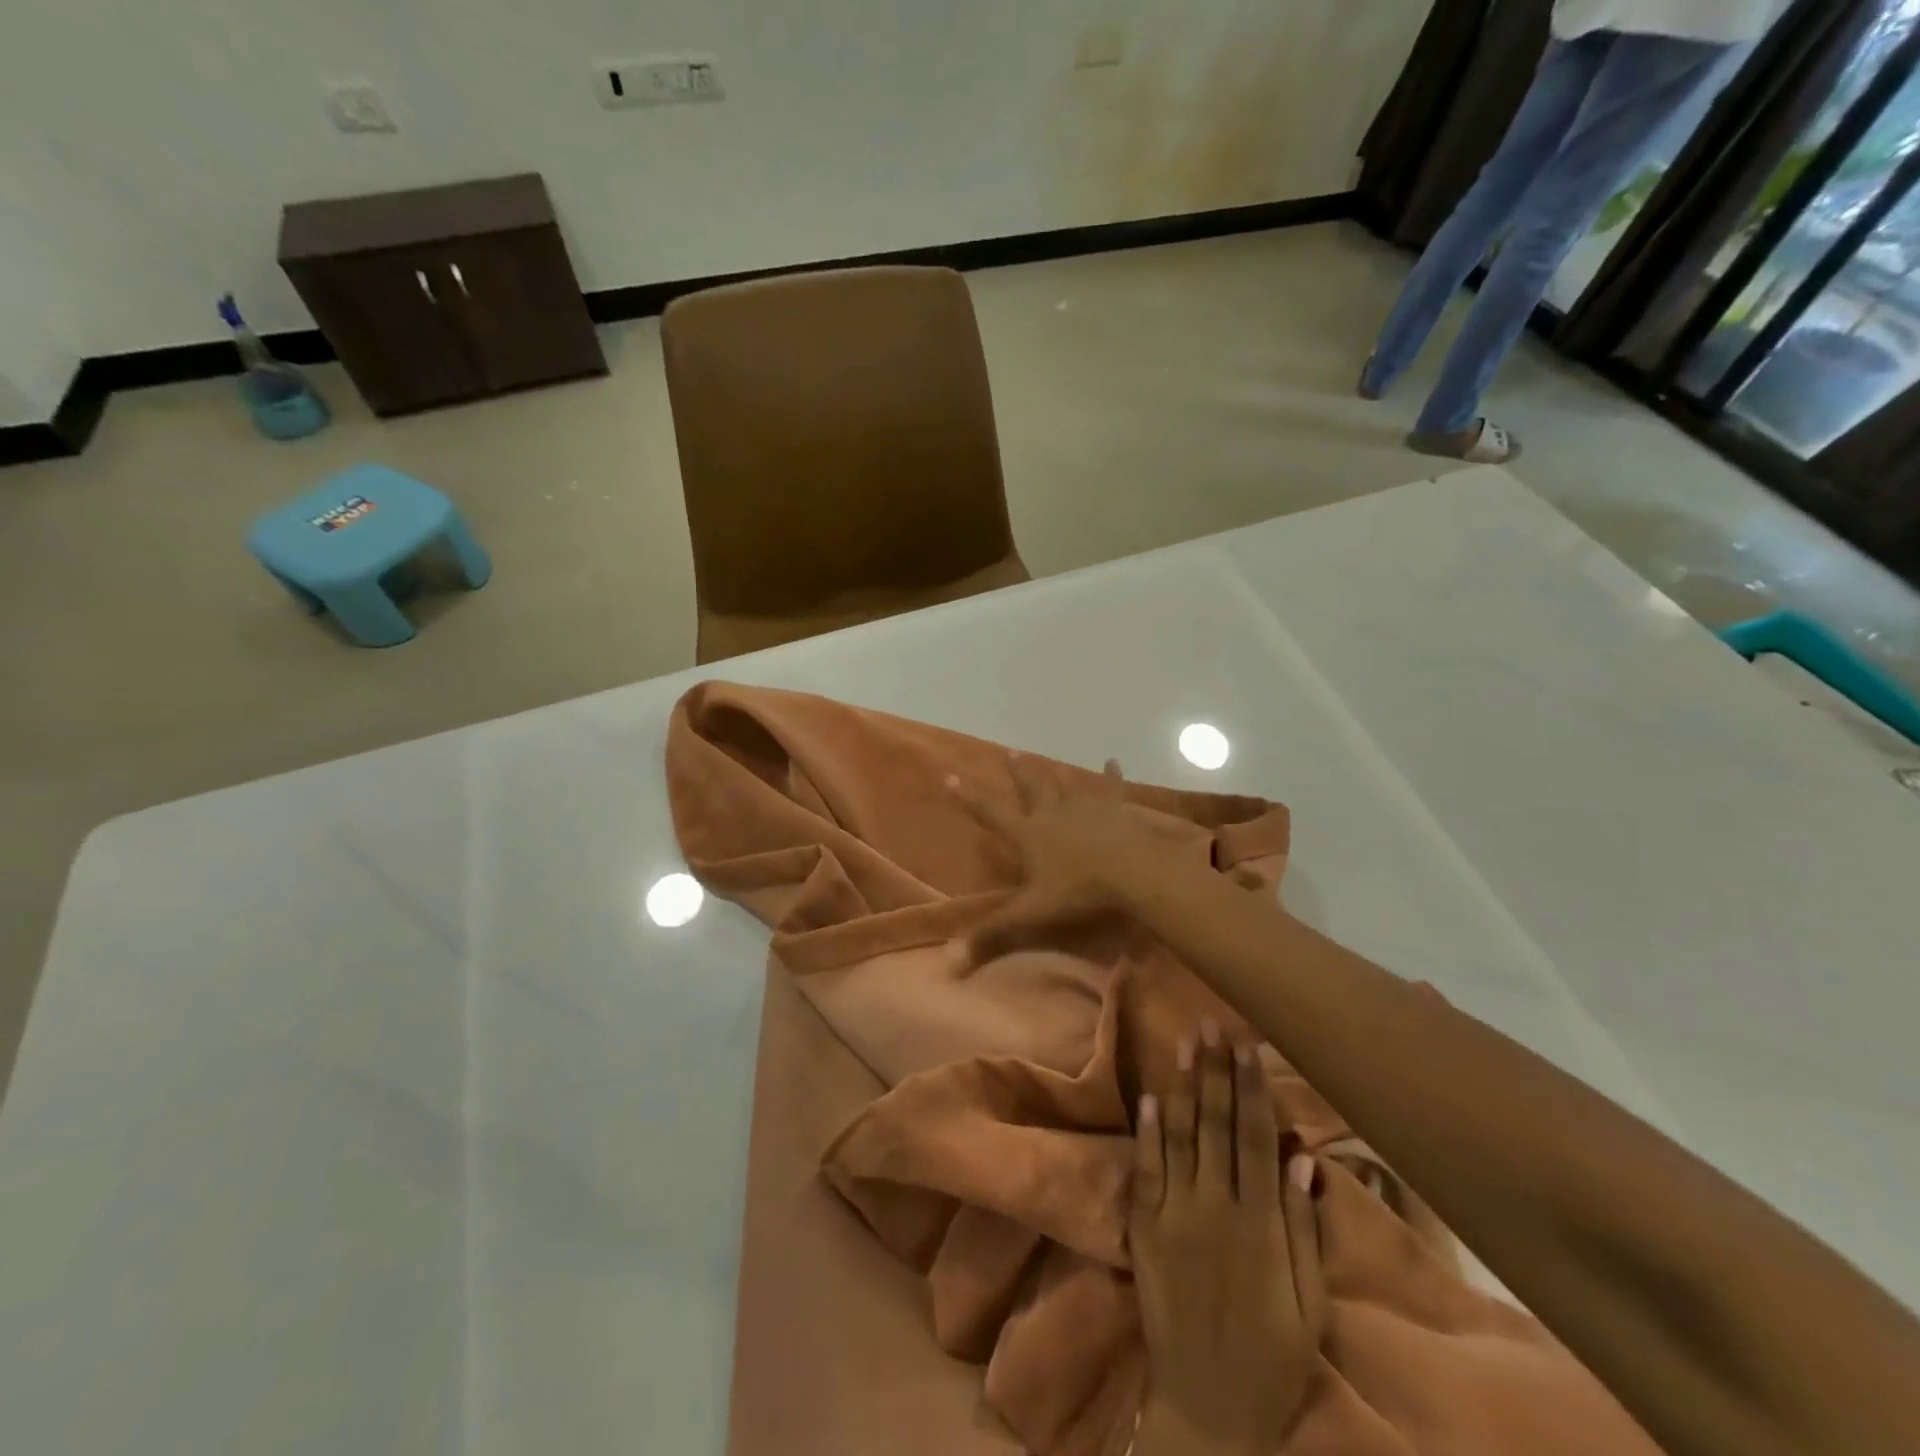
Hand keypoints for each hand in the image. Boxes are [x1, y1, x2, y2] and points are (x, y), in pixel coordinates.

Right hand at [952, 754, 1162, 961]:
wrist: (1131, 873)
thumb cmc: (1079, 892)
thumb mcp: (1031, 914)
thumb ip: (993, 934)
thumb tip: (950, 962)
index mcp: (1029, 835)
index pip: (991, 813)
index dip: (969, 798)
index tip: (951, 776)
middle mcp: (1052, 813)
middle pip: (1031, 788)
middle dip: (1019, 772)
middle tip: (1010, 753)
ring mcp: (1085, 808)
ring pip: (1065, 784)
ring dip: (1054, 771)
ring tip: (1045, 758)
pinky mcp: (1114, 810)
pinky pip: (1111, 787)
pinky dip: (1111, 774)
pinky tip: (1113, 760)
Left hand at [1131, 1025, 1325, 1455]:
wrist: (1207, 1410)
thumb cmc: (1271, 1359)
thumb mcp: (1308, 1306)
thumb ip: (1303, 1230)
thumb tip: (1304, 1159)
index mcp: (1261, 1226)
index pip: (1255, 1139)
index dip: (1251, 1089)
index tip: (1248, 1046)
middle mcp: (1216, 1209)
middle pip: (1215, 1124)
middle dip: (1214, 1071)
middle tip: (1212, 1023)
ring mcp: (1174, 1215)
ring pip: (1179, 1135)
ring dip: (1182, 1084)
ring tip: (1184, 1040)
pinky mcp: (1144, 1228)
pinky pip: (1146, 1169)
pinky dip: (1147, 1129)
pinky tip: (1149, 1093)